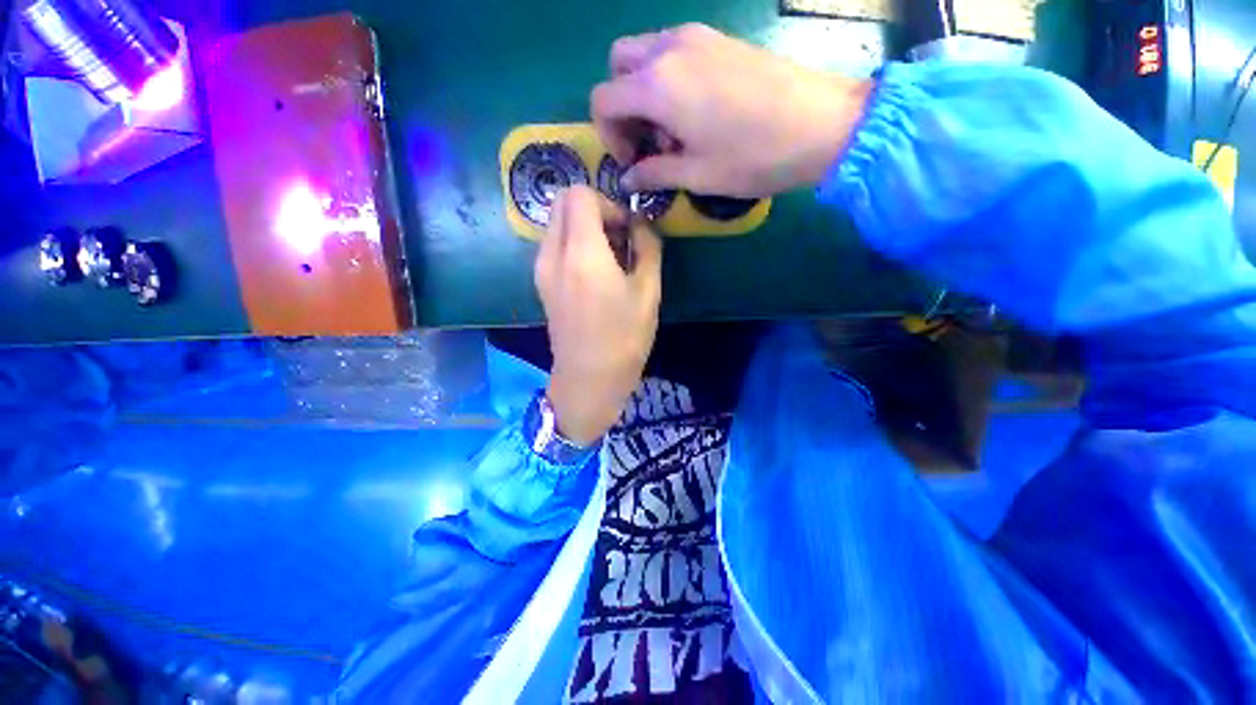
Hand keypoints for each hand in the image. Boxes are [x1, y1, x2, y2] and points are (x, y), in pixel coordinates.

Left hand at [536, 185, 662, 445]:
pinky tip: (595, 274)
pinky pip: (554, 245)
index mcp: (581, 253)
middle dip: (594, 210)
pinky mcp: (541, 283)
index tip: (627, 231)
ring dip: (584, 228)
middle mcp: (553, 253)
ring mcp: (541, 269)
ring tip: (610, 259)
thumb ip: (648, 247)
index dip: (608, 204)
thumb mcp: (648, 292)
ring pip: (557, 224)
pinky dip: (574, 245)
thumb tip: (641, 225)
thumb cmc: (624, 339)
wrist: (588, 380)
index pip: (580, 194)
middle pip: (563, 203)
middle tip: (619, 240)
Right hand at [592, 23, 871, 197]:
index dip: (608, 134)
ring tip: (675, 129)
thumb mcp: (697, 175)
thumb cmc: (753, 156)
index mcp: (658, 85)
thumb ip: (653, 174)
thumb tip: (627, 179)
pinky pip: (675, 52)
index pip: (603, 99)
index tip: (633, 160)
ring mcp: (698, 37)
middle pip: (619, 65)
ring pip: (646, 55)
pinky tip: (696, 111)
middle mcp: (670, 49)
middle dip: (622, 105)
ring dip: (645, 92)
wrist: (822, 124)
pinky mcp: (720, 39)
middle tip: (647, 139)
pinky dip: (669, 79)